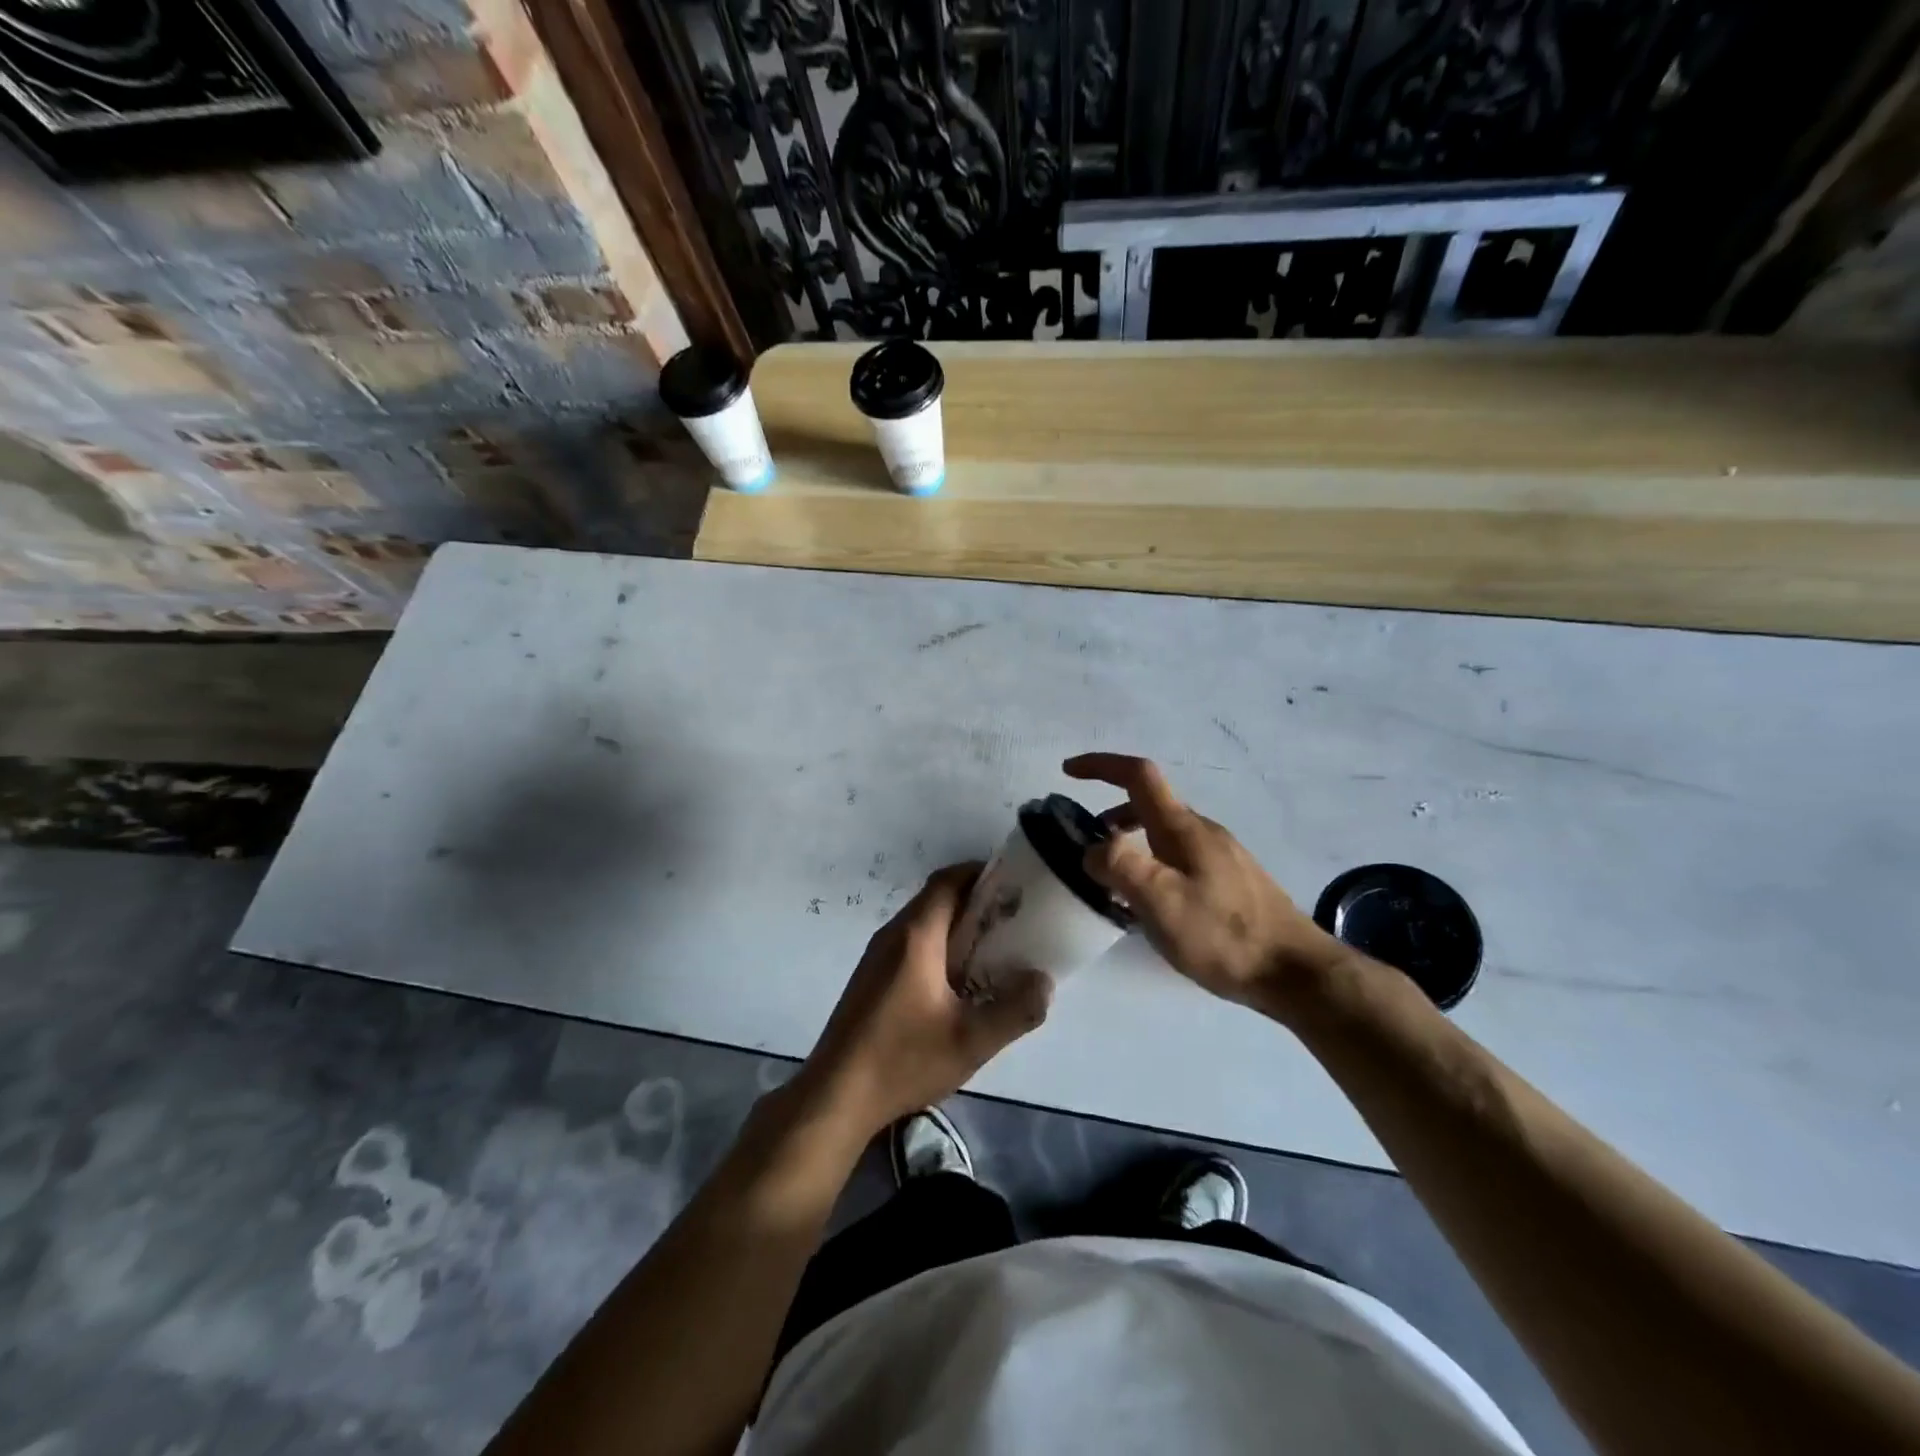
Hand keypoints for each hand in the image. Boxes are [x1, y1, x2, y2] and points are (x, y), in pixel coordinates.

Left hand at [801, 863, 1051, 1134]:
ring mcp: (876, 956)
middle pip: (936, 900)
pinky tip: (957, 983)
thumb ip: (1015, 1010)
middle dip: (975, 902)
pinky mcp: (870, 979)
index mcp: (916, 936)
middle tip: (1013, 921)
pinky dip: (938, 948)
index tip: (1013, 883)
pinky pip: (910, 946)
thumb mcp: (971, 1041)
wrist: (835, 1095)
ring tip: (993, 951)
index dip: (980, 873)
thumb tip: (1044, 981)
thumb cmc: (903, 1059)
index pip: (948, 881)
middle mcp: (892, 935)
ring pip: (922, 924)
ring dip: (957, 928)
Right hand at [1064, 753, 1340, 1011]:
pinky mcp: (1232, 880)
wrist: (1294, 971)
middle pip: (1150, 804)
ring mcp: (1221, 854)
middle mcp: (1203, 831)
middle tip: (1086, 845)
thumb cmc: (1222, 934)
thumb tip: (1093, 849)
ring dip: (1132, 841)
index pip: (1138, 775)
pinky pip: (1181, 856)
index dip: (1101, 765)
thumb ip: (1119, 866)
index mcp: (1182, 827)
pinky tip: (1153, 904)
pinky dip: (1153, 862)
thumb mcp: (1160, 901)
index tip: (1068, 771)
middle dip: (1111, 813)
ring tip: (1113, 879)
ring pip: (1165, 833)